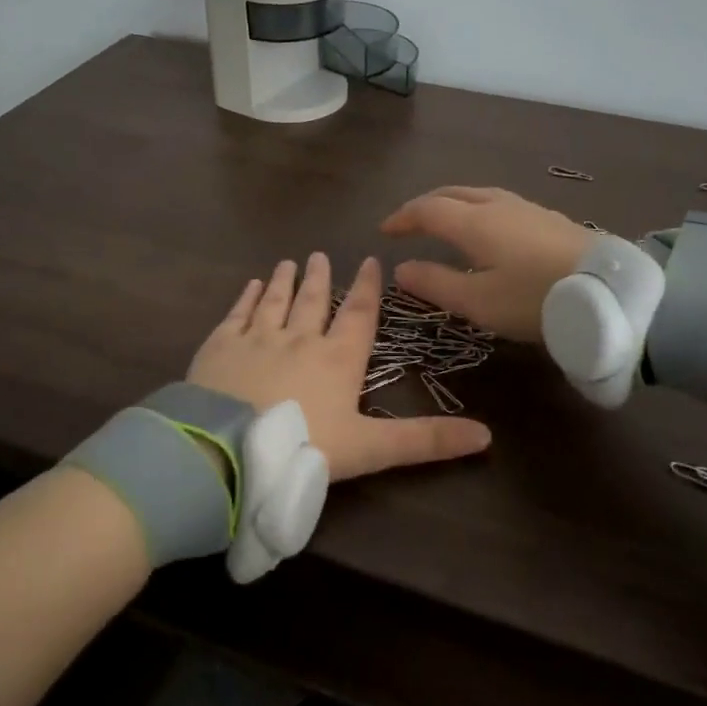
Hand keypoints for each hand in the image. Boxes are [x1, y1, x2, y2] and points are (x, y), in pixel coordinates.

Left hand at [186, 253, 491, 480]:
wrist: (230, 450)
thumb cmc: (306, 448)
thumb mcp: (372, 449)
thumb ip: (426, 440)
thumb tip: (486, 436)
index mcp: (338, 358)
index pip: (358, 314)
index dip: (366, 288)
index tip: (369, 261)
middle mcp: (299, 338)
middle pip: (313, 301)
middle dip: (319, 278)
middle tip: (319, 256)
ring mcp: (256, 339)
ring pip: (275, 301)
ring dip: (284, 281)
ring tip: (289, 262)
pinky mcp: (220, 347)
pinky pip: (237, 313)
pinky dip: (247, 297)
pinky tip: (251, 286)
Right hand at [379, 187, 592, 342]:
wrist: (609, 292)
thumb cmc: (534, 299)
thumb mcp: (477, 301)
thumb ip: (435, 283)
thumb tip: (400, 269)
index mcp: (475, 222)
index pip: (428, 209)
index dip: (403, 218)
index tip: (384, 231)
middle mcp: (499, 206)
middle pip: (453, 193)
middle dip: (426, 205)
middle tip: (410, 222)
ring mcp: (529, 210)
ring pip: (480, 195)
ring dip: (454, 204)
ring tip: (445, 222)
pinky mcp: (551, 220)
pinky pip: (502, 205)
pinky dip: (479, 211)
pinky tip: (489, 230)